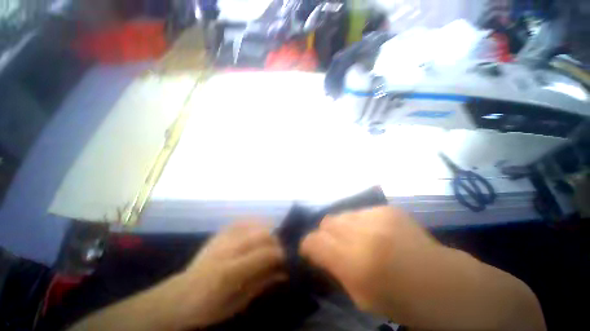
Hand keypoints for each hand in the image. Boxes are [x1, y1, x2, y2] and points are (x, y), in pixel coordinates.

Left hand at [172, 221, 286, 328]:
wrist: (178, 297)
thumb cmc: (208, 307)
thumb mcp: (237, 304)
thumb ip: (261, 284)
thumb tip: (283, 272)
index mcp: (229, 272)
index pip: (264, 254)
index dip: (279, 254)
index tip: (284, 259)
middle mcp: (227, 250)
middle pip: (261, 235)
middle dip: (275, 242)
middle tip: (278, 252)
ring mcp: (221, 239)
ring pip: (253, 225)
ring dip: (266, 232)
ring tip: (268, 243)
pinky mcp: (218, 234)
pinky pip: (241, 221)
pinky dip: (253, 224)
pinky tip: (256, 231)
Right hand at [300, 207, 439, 317]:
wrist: (444, 283)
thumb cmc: (402, 301)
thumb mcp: (360, 297)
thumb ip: (334, 269)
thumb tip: (318, 251)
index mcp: (355, 263)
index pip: (314, 241)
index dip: (308, 245)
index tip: (311, 251)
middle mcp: (363, 234)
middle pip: (326, 222)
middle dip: (325, 234)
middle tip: (335, 245)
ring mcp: (376, 217)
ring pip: (341, 214)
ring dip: (342, 227)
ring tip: (356, 238)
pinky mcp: (387, 209)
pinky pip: (360, 212)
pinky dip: (359, 222)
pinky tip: (374, 232)